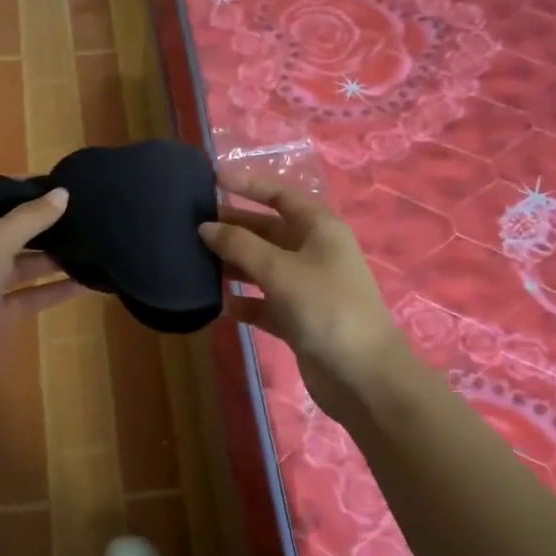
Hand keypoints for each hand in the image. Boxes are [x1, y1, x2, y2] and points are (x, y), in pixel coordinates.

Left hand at [0, 181, 84, 394]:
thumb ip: (31, 217)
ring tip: (90, 243)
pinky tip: (87, 282)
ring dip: (52, 256)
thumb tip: (62, 193)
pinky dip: (55, 289)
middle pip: (6, 229)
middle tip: (79, 211)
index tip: (50, 181)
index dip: (12, 185)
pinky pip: (31, 295)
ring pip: (21, 264)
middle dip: (38, 221)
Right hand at [199, 172, 411, 417]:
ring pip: (263, 267)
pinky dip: (245, 302)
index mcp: (320, 229)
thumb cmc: (325, 308)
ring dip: (234, 264)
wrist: (362, 376)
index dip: (249, 185)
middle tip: (193, 224)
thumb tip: (205, 227)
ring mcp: (307, 287)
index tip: (213, 179)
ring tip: (197, 262)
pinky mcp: (299, 319)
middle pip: (267, 231)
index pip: (280, 196)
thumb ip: (240, 246)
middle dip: (233, 227)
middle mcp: (314, 252)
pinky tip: (221, 305)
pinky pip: (264, 302)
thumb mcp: (279, 270)